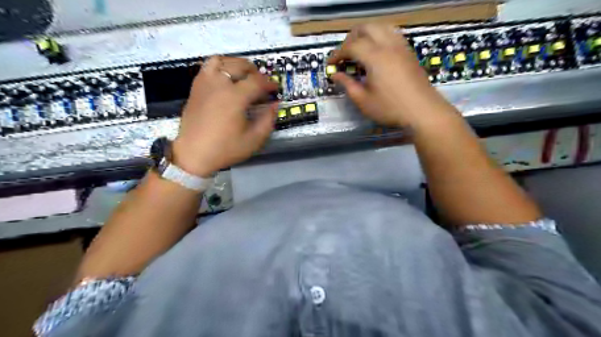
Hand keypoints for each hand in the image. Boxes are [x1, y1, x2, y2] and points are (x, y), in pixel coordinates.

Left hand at [173, 55, 277, 176]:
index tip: (275, 89)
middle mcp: (219, 84)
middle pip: (240, 65)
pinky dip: (220, 66)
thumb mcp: (254, 139)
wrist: (194, 154)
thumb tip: (275, 105)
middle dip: (256, 72)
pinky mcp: (196, 87)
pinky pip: (208, 66)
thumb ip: (268, 120)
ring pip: (223, 60)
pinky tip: (226, 78)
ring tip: (244, 76)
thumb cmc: (225, 149)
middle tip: (261, 83)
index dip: (270, 83)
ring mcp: (205, 83)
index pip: (257, 81)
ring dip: (237, 64)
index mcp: (235, 97)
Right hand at [329, 23, 456, 126]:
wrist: (422, 111)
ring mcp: (401, 47)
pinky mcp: (408, 52)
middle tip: (344, 55)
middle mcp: (388, 45)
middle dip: (351, 39)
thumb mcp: (363, 101)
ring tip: (360, 50)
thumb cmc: (390, 108)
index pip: (351, 46)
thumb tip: (335, 75)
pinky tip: (377, 51)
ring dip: (366, 34)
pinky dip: (380, 36)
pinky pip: (392, 33)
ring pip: (381, 27)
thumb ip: (347, 85)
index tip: (331, 64)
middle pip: (366, 28)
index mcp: (375, 57)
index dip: (337, 53)